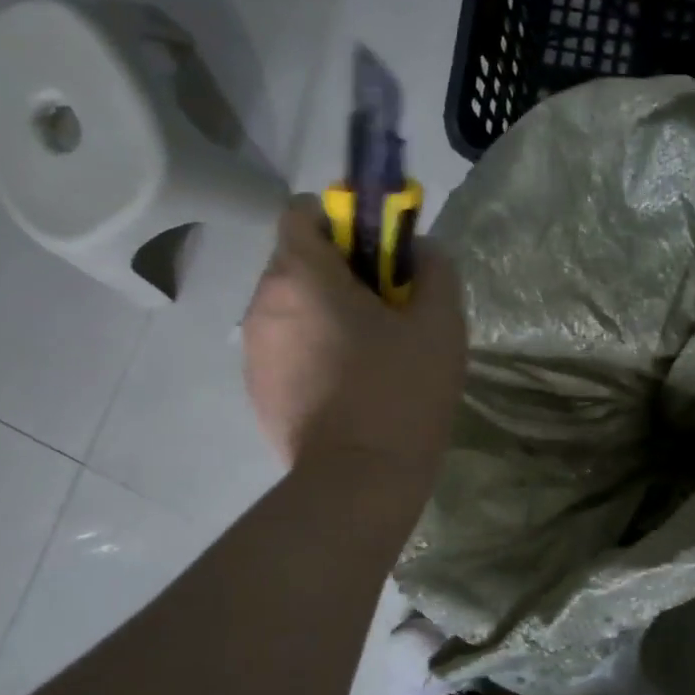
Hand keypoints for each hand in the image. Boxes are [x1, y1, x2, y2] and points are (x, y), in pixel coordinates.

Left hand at [244, 198, 465, 482]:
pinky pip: (285, 346)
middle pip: (297, 261)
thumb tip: (421, 248)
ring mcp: (254, 349)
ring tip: (369, 353)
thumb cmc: (402, 392)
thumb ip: (435, 269)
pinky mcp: (256, 388)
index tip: (378, 254)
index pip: (302, 212)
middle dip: (339, 272)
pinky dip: (312, 349)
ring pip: (290, 306)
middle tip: (386, 309)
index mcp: (302, 276)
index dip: (342, 221)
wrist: (358, 481)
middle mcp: (263, 302)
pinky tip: (347, 385)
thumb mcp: (441, 324)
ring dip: (325, 312)